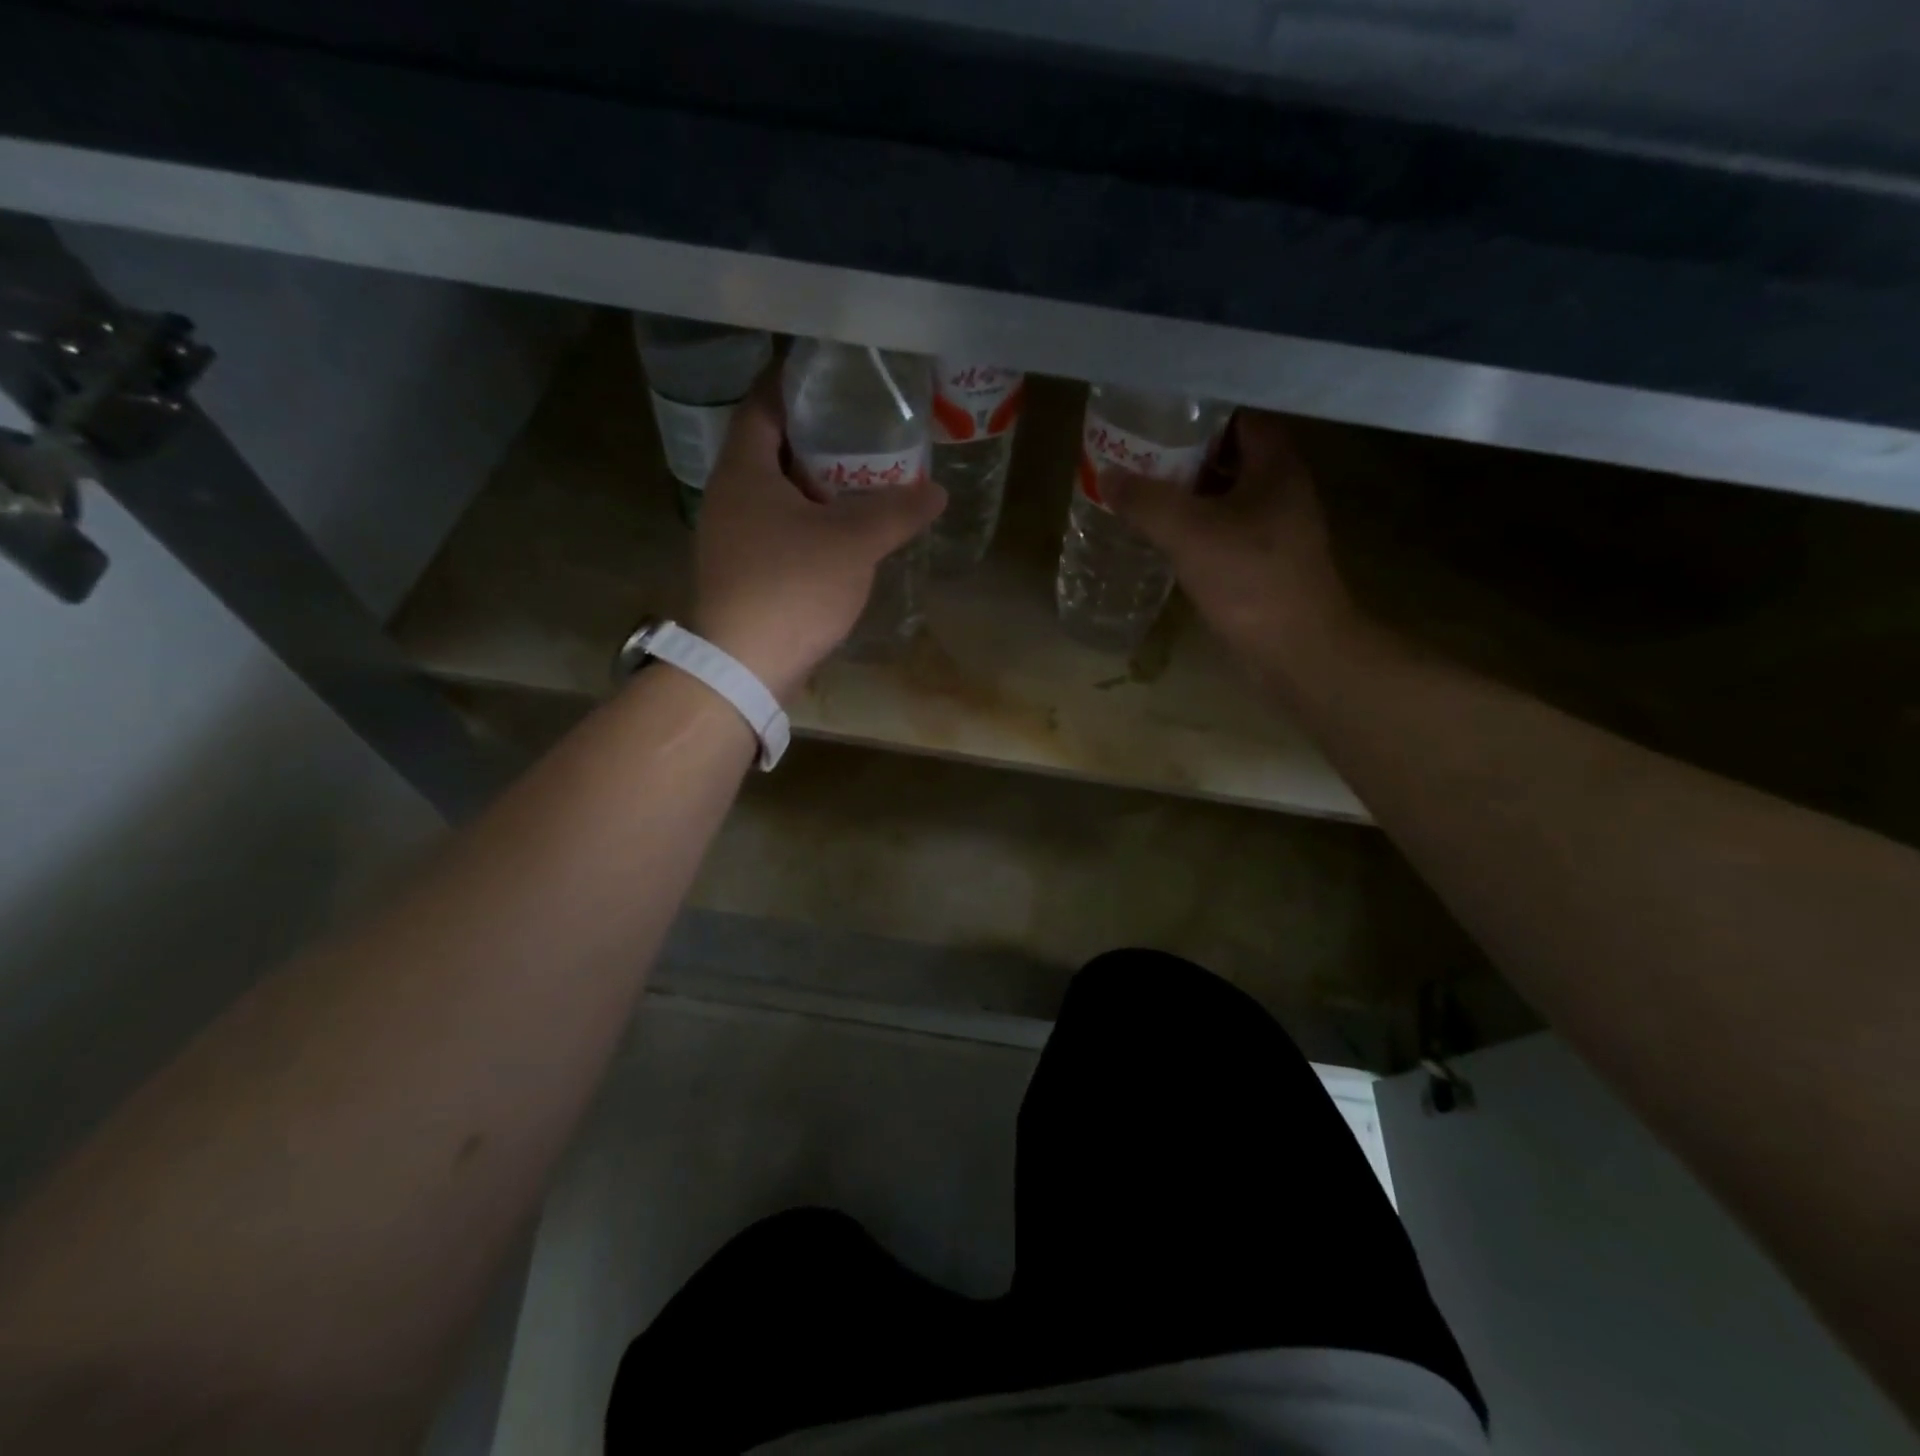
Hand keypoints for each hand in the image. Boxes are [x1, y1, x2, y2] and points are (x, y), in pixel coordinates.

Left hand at [690, 374, 945, 700]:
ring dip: (813, 483)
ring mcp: (730, 537)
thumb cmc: (792, 588)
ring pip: (774, 493)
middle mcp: (728, 496)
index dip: (795, 385)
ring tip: (862, 478)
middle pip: (770, 448)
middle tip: (863, 429)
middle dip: (815, 437)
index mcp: (744, 470)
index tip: (834, 377)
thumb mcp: (853, 543)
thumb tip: (936, 491)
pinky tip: (841, 532)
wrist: (743, 667)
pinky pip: (776, 529)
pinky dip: (806, 520)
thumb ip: (896, 512)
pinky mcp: (741, 572)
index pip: (763, 405)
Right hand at [1106, 411, 1359, 683]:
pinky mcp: (1262, 562)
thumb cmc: (1250, 580)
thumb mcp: (1190, 534)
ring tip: (1138, 491)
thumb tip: (1107, 475)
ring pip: (1223, 495)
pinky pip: (1222, 529)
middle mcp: (1280, 489)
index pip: (1237, 417)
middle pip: (1227, 455)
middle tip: (1134, 454)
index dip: (1196, 412)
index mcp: (1275, 466)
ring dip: (1185, 493)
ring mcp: (1273, 528)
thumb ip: (1146, 502)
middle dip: (1182, 453)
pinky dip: (1193, 527)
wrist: (1295, 650)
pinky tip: (1160, 536)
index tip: (1153, 415)